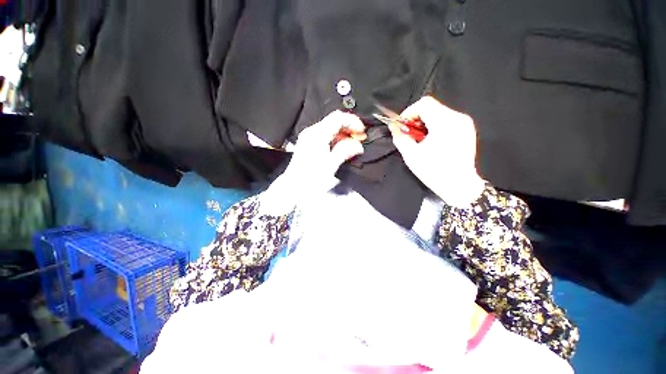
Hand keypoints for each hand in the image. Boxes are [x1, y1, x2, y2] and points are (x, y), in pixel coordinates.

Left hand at [261, 110, 365, 213]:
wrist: (294, 186)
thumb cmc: (310, 178)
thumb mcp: (331, 165)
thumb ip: (345, 151)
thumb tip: (358, 145)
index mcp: (317, 135)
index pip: (338, 117)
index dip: (353, 121)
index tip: (361, 131)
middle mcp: (312, 132)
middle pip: (334, 120)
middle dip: (349, 127)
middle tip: (359, 138)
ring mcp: (309, 136)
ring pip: (330, 127)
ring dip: (343, 133)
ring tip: (352, 144)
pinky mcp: (308, 142)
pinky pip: (325, 134)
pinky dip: (335, 138)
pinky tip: (341, 146)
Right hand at [390, 96, 485, 207]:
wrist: (459, 185)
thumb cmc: (434, 171)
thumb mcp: (411, 155)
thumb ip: (400, 137)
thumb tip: (393, 126)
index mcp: (444, 123)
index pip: (424, 103)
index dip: (409, 112)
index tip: (402, 125)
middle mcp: (457, 118)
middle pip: (432, 108)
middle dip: (416, 119)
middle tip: (409, 134)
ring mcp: (464, 124)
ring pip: (439, 113)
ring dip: (425, 123)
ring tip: (420, 139)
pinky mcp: (467, 130)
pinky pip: (447, 120)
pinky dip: (435, 126)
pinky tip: (431, 141)